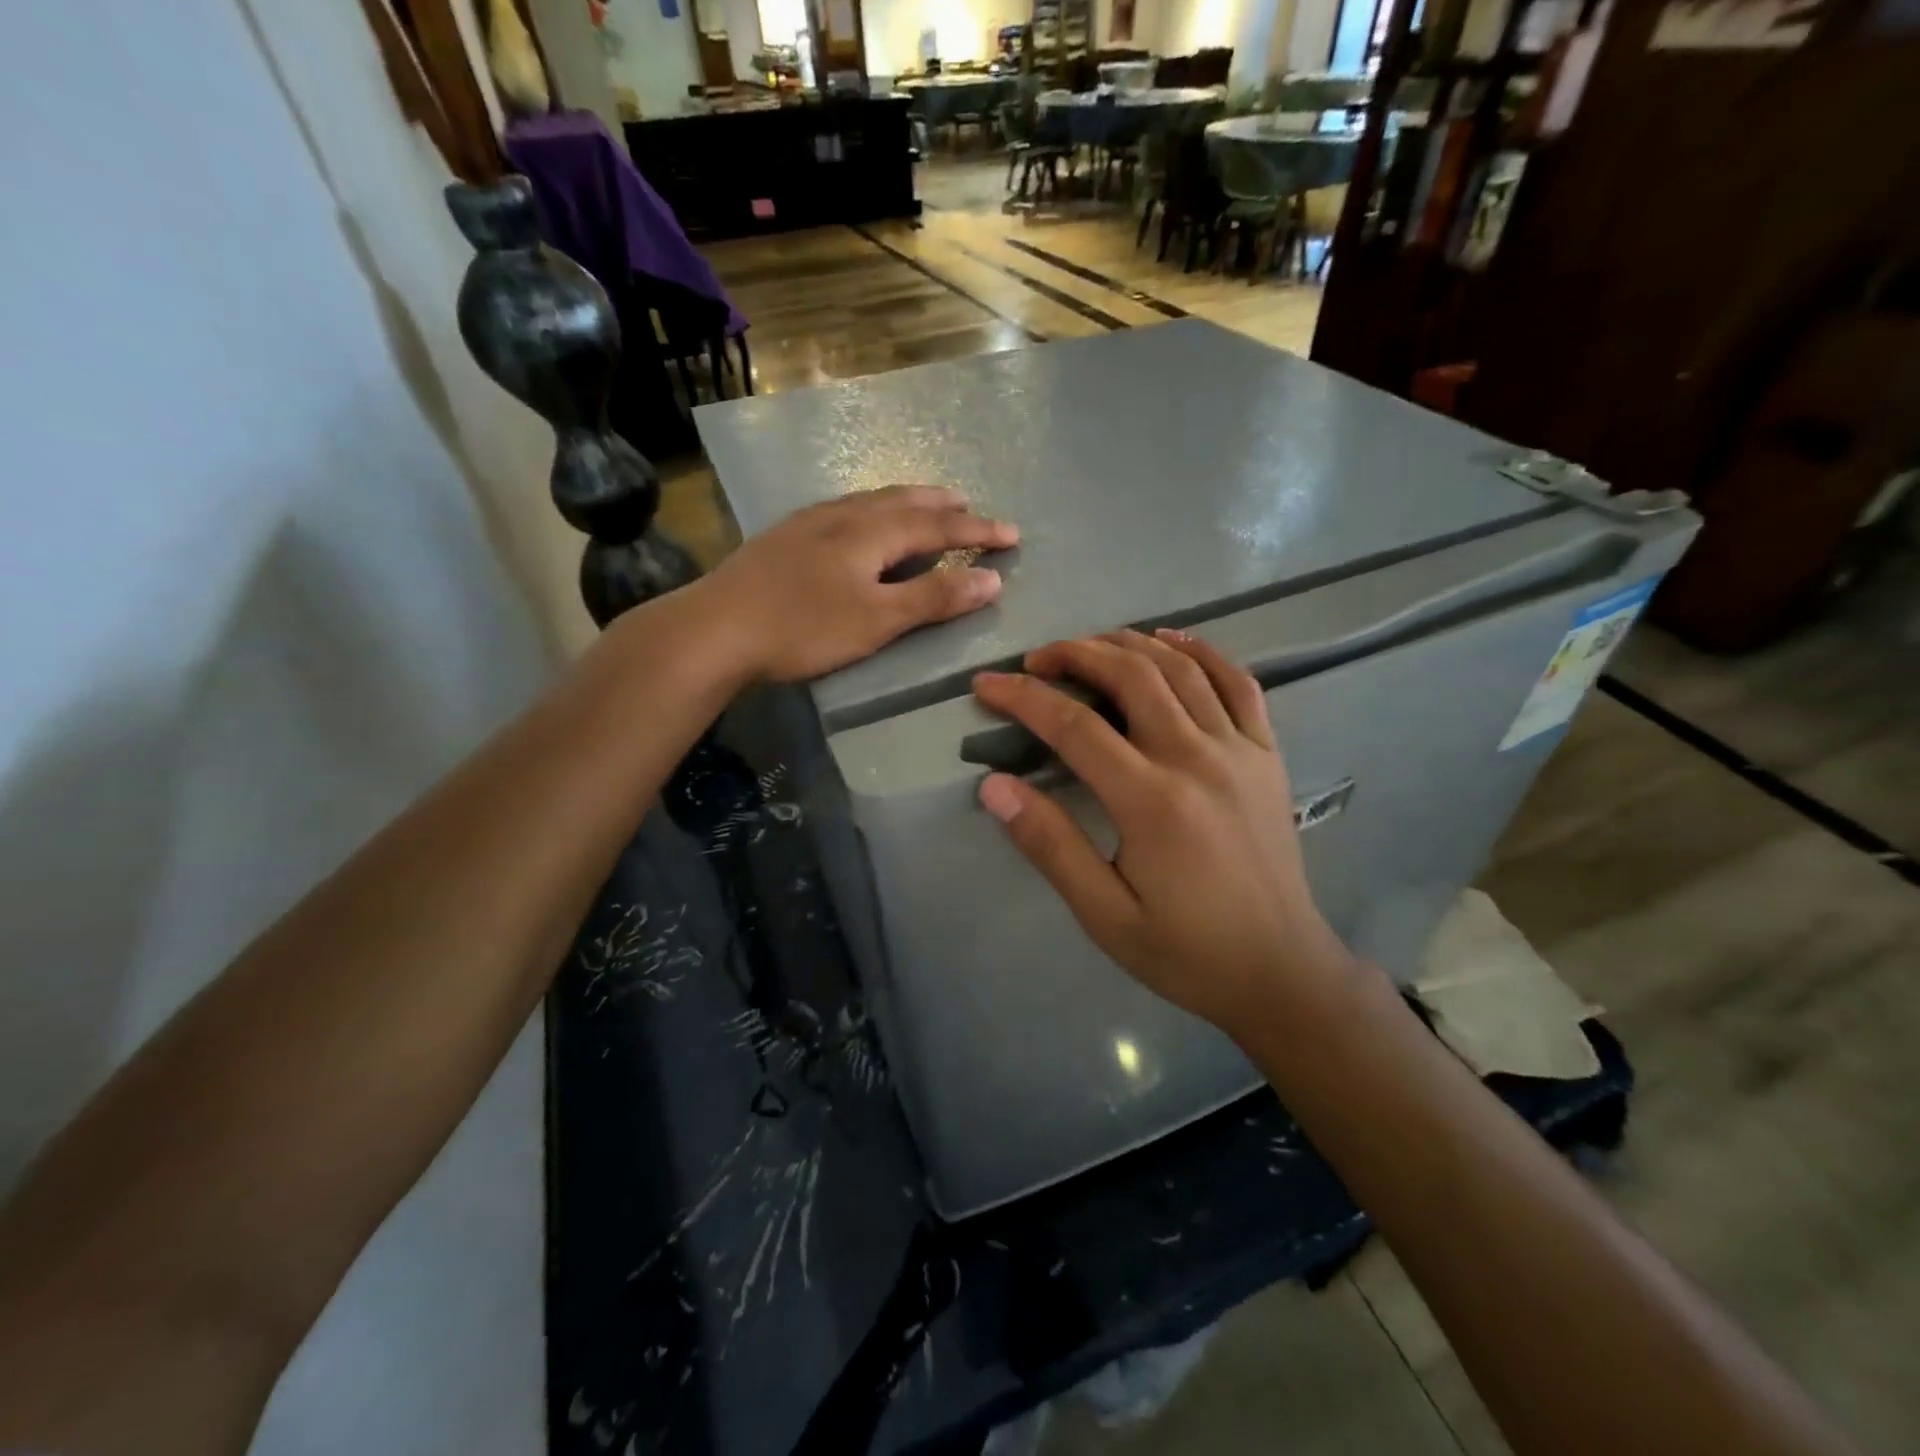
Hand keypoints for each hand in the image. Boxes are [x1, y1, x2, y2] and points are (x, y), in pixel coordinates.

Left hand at [702, 485, 1017, 682]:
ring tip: (921, 503)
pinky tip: (856, 520)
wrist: (716, 628)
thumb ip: (934, 598)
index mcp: (871, 532)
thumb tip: (991, 580)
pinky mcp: (784, 537)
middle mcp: (843, 515)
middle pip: (903, 501)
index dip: (977, 529)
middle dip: (941, 504)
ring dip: (904, 500)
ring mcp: (809, 523)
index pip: (938, 524)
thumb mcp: (877, 620)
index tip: (1012, 534)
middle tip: (968, 503)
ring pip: (869, 500)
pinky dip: (869, 509)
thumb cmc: (804, 627)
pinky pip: (843, 509)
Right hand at [971, 630, 1358, 1035]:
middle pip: (1130, 676)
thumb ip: (1050, 845)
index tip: (986, 685)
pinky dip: (1203, 651)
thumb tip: (994, 786)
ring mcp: (1240, 750)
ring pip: (1180, 668)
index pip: (1074, 726)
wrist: (1281, 972)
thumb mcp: (1104, 914)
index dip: (1024, 698)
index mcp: (1151, 800)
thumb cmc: (1185, 951)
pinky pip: (1239, 683)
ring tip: (1088, 645)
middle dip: (1074, 654)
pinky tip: (1172, 640)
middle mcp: (1197, 759)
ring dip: (1128, 644)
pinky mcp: (1267, 755)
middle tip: (1036, 660)